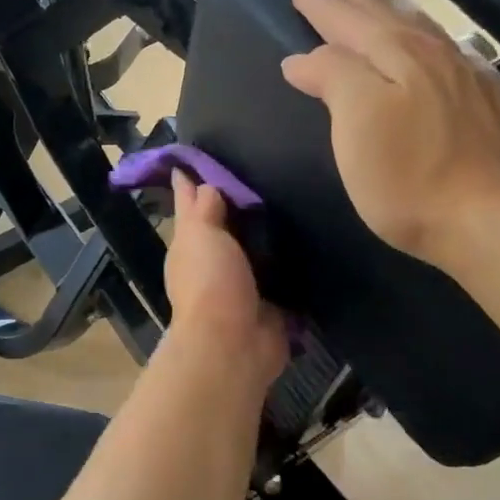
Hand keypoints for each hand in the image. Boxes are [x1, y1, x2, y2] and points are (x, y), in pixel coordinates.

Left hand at [164, 170, 287, 385]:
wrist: (234, 343)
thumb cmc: (211, 282)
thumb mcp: (199, 235)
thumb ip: (201, 208)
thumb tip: (198, 181)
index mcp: (190, 247)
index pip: (193, 206)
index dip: (196, 184)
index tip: (206, 156)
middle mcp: (213, 266)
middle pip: (226, 228)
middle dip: (240, 207)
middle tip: (266, 171)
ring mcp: (242, 287)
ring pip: (254, 252)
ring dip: (266, 236)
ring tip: (291, 201)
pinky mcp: (270, 305)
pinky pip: (281, 276)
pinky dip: (290, 264)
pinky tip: (309, 242)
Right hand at [282, 0, 499, 271]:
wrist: (489, 220)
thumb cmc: (407, 179)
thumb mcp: (355, 125)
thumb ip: (333, 78)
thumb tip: (305, 57)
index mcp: (396, 57)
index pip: (349, 22)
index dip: (323, 6)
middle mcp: (435, 56)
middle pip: (389, 15)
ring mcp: (470, 78)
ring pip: (426, 30)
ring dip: (398, 10)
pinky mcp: (494, 105)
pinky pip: (459, 55)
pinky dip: (439, 42)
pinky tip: (444, 48)